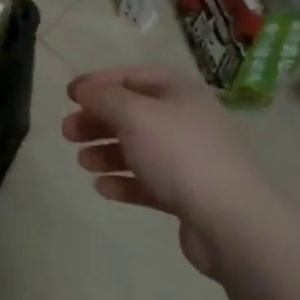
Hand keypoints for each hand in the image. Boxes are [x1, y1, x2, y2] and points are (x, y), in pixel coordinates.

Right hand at [63, 67, 259, 275]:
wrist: (232, 222)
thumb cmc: (180, 155)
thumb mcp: (135, 115)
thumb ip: (104, 98)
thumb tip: (83, 89)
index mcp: (180, 93)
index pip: (133, 77)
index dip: (99, 83)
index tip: (69, 95)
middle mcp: (187, 121)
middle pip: (133, 114)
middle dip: (98, 121)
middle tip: (67, 133)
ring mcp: (189, 160)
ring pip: (139, 149)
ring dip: (107, 152)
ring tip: (83, 163)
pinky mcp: (188, 195)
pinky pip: (149, 182)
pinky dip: (124, 182)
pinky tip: (103, 189)